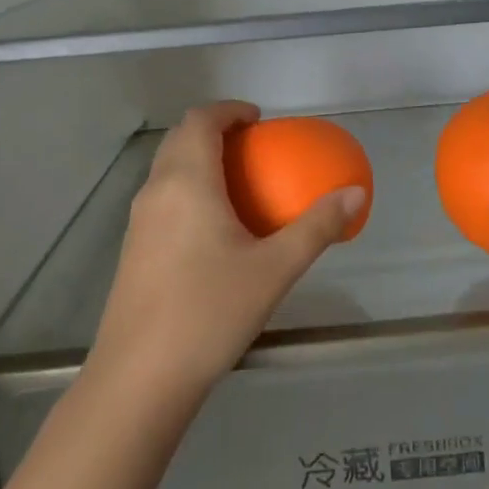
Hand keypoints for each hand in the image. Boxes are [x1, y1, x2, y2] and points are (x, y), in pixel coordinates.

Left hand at [88, 101, 365, 406]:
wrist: (140, 378)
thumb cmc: (209, 312)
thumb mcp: (274, 269)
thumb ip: (317, 227)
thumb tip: (356, 194)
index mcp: (186, 182)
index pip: (200, 120)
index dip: (228, 110)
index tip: (258, 120)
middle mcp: (155, 192)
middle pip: (180, 139)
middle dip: (214, 130)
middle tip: (253, 147)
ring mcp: (138, 222)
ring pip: (167, 169)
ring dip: (198, 159)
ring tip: (238, 183)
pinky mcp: (132, 250)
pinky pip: (162, 198)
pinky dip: (188, 188)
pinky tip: (214, 229)